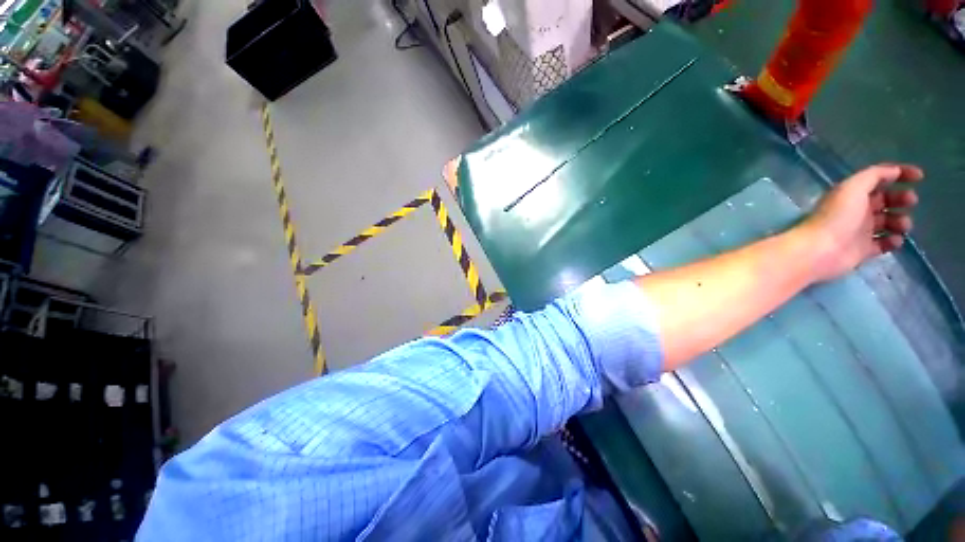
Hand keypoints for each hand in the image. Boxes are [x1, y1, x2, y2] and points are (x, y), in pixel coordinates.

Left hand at [801, 163, 922, 282]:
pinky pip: (883, 244)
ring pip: (888, 222)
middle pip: (886, 200)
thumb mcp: (853, 187)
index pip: (879, 179)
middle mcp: (857, 210)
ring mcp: (859, 231)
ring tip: (902, 225)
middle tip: (910, 201)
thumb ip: (874, 175)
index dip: (900, 174)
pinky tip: (894, 240)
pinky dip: (893, 241)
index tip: (920, 177)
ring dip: (900, 221)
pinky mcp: (862, 250)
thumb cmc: (837, 216)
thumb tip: (894, 171)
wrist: (820, 250)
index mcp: (853, 193)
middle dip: (902, 198)